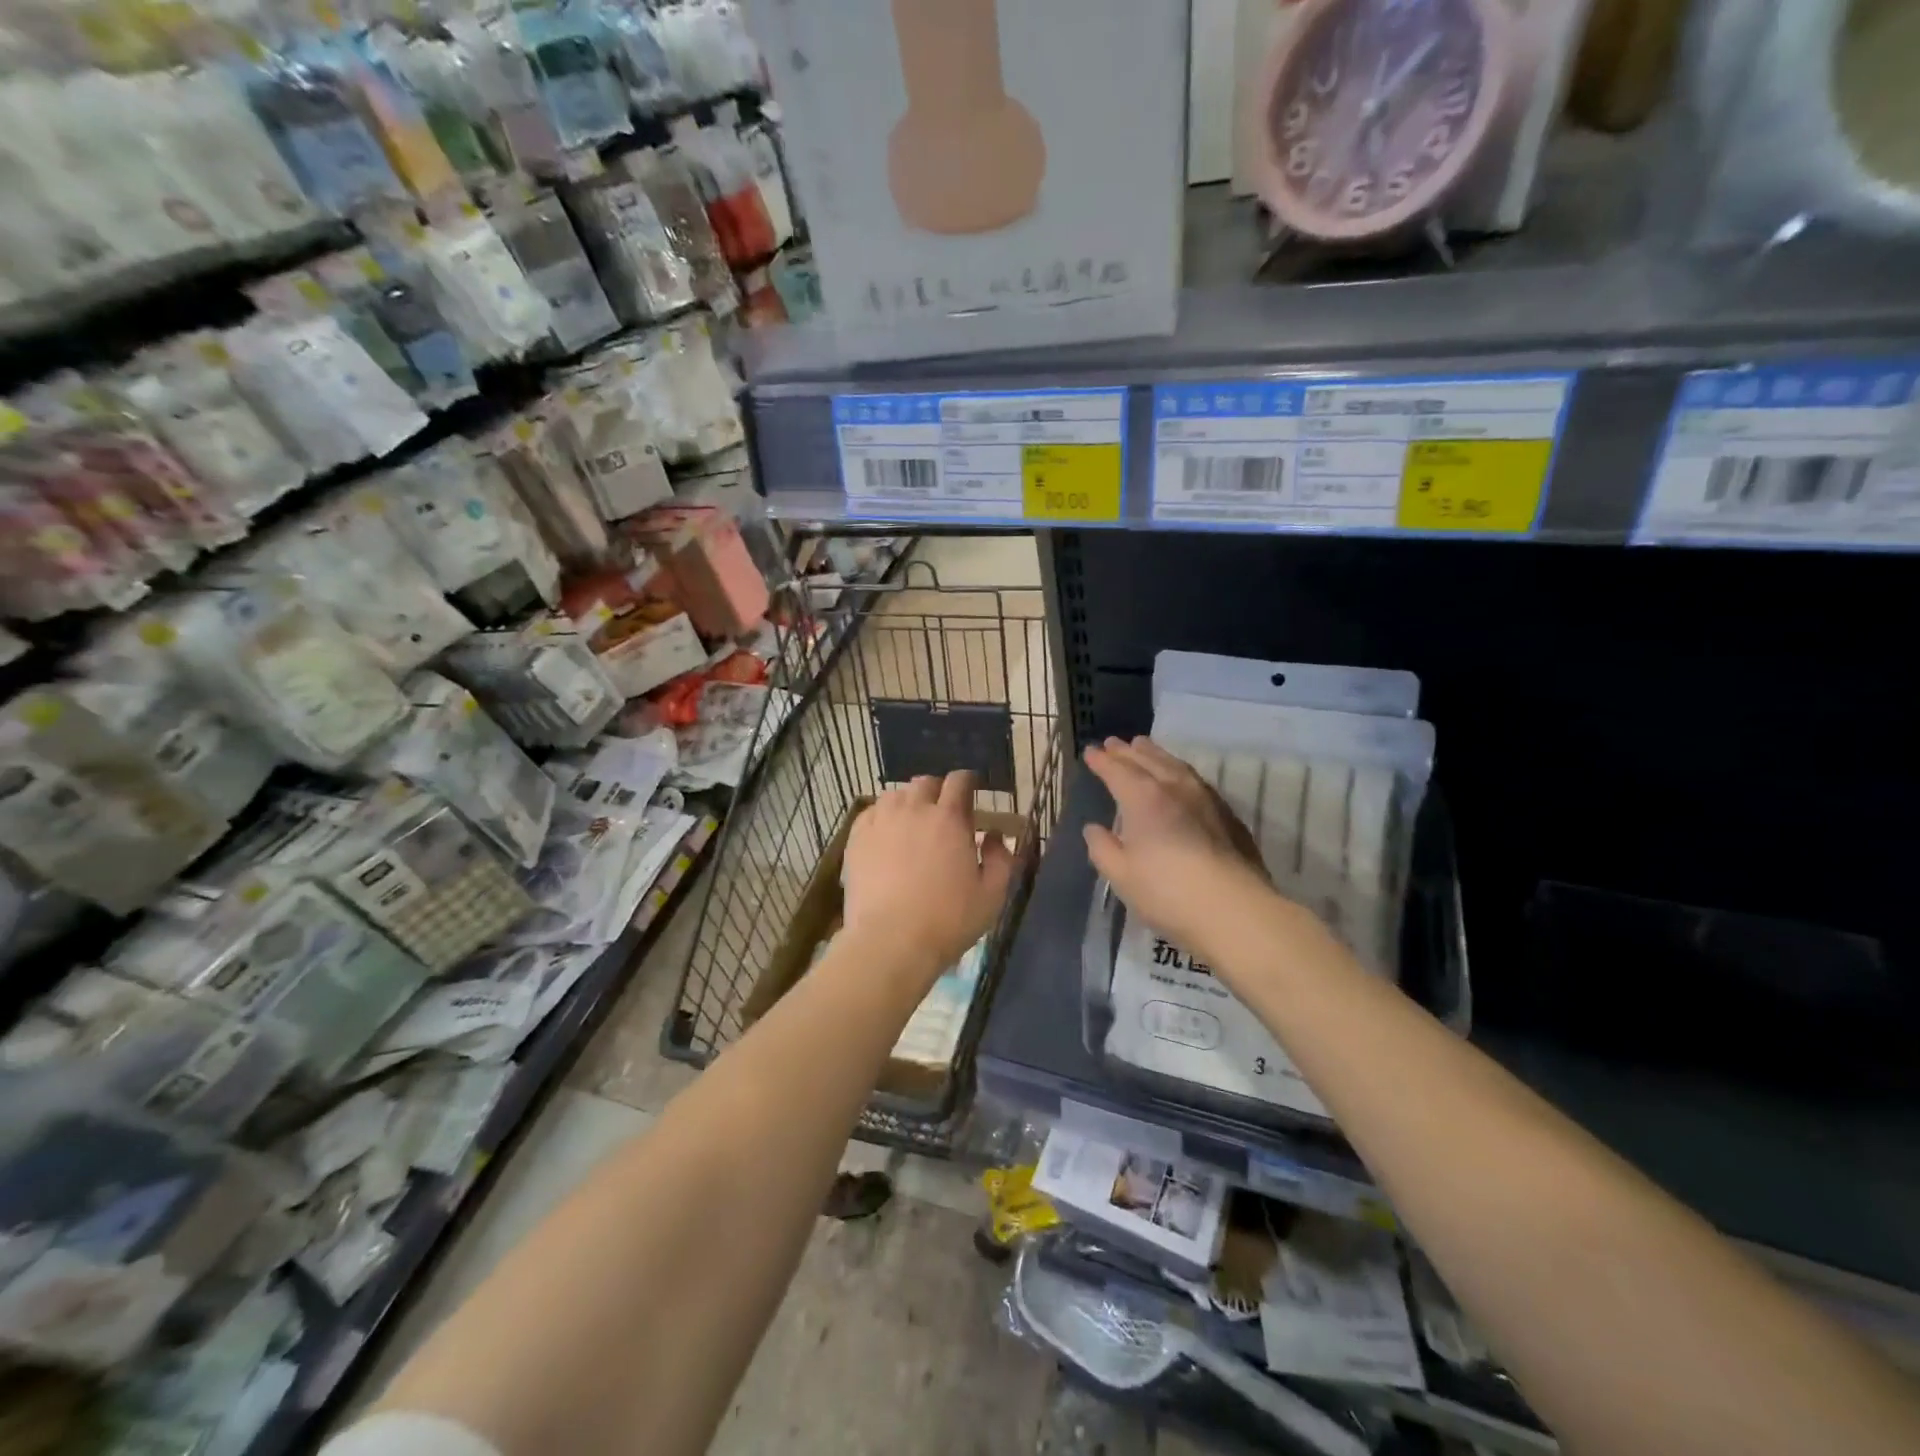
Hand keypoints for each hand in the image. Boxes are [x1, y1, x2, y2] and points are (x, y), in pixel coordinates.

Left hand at [843, 771, 1013, 985]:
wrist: (890, 941)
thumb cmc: (948, 920)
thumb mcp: (992, 895)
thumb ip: (1001, 859)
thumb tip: (995, 836)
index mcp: (950, 818)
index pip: (959, 781)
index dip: (967, 782)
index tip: (972, 791)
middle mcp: (914, 810)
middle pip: (925, 783)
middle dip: (937, 791)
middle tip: (943, 812)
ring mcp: (881, 821)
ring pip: (896, 795)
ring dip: (908, 802)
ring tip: (912, 822)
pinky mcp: (857, 838)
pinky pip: (871, 812)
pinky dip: (882, 816)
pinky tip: (886, 834)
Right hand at [1083, 737, 1273, 965]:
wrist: (1234, 910)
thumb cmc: (1167, 892)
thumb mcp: (1120, 875)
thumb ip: (1103, 848)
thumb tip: (1094, 828)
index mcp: (1143, 798)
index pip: (1117, 770)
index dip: (1102, 761)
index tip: (1090, 751)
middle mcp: (1174, 788)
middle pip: (1147, 760)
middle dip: (1128, 751)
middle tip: (1114, 743)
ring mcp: (1206, 799)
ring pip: (1176, 766)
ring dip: (1156, 755)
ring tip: (1145, 748)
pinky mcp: (1228, 815)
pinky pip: (1196, 780)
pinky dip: (1179, 772)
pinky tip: (1180, 780)